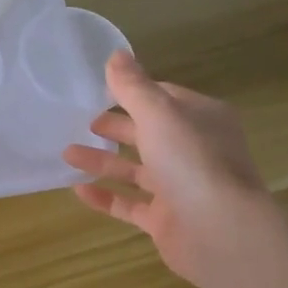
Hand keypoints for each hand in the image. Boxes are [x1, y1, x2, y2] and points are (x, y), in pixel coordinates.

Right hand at [63, 52, 272, 287]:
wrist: (220, 231)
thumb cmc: (192, 162)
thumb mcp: (158, 114)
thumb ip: (133, 87)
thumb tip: (115, 55)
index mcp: (201, 119)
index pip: (164, 98)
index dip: (133, 92)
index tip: (98, 90)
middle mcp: (194, 151)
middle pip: (149, 133)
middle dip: (116, 126)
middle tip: (80, 121)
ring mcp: (181, 188)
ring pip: (136, 170)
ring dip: (103, 160)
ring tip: (67, 153)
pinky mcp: (166, 220)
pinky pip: (130, 204)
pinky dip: (105, 196)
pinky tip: (78, 190)